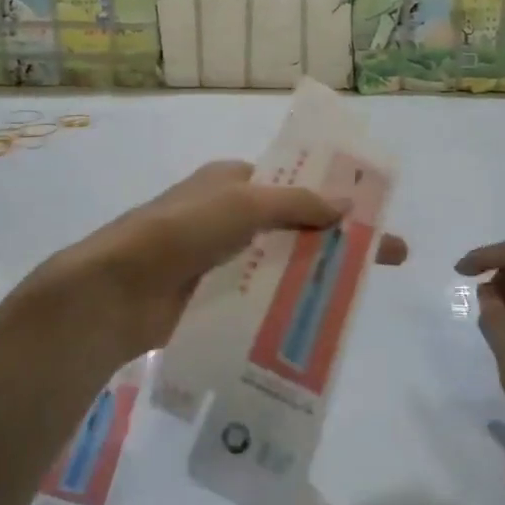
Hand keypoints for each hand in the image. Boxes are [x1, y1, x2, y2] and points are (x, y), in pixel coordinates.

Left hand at [28, 160, 407, 375]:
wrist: (116, 291)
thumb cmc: (180, 231)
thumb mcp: (242, 204)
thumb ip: (296, 204)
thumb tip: (347, 205)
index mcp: (231, 182)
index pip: (291, 182)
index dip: (332, 194)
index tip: (372, 212)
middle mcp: (228, 217)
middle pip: (295, 225)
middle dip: (337, 239)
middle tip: (387, 258)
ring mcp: (221, 260)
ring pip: (281, 263)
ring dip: (317, 275)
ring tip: (362, 297)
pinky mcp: (214, 298)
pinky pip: (262, 297)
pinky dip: (289, 304)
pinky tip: (322, 322)